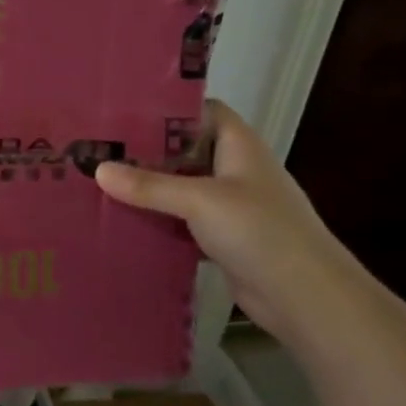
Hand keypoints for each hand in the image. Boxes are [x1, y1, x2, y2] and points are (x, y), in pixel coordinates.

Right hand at [94, 100, 370, 344]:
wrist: (308, 300)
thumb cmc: (261, 232)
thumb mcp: (200, 201)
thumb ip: (149, 185)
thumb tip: (98, 170)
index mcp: (239, 146)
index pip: (201, 110)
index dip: (166, 106)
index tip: (122, 108)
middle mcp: (234, 170)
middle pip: (184, 149)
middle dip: (145, 149)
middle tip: (97, 146)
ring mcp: (229, 206)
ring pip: (180, 186)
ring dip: (148, 187)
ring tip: (99, 179)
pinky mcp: (222, 237)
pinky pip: (181, 219)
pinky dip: (157, 219)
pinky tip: (122, 219)